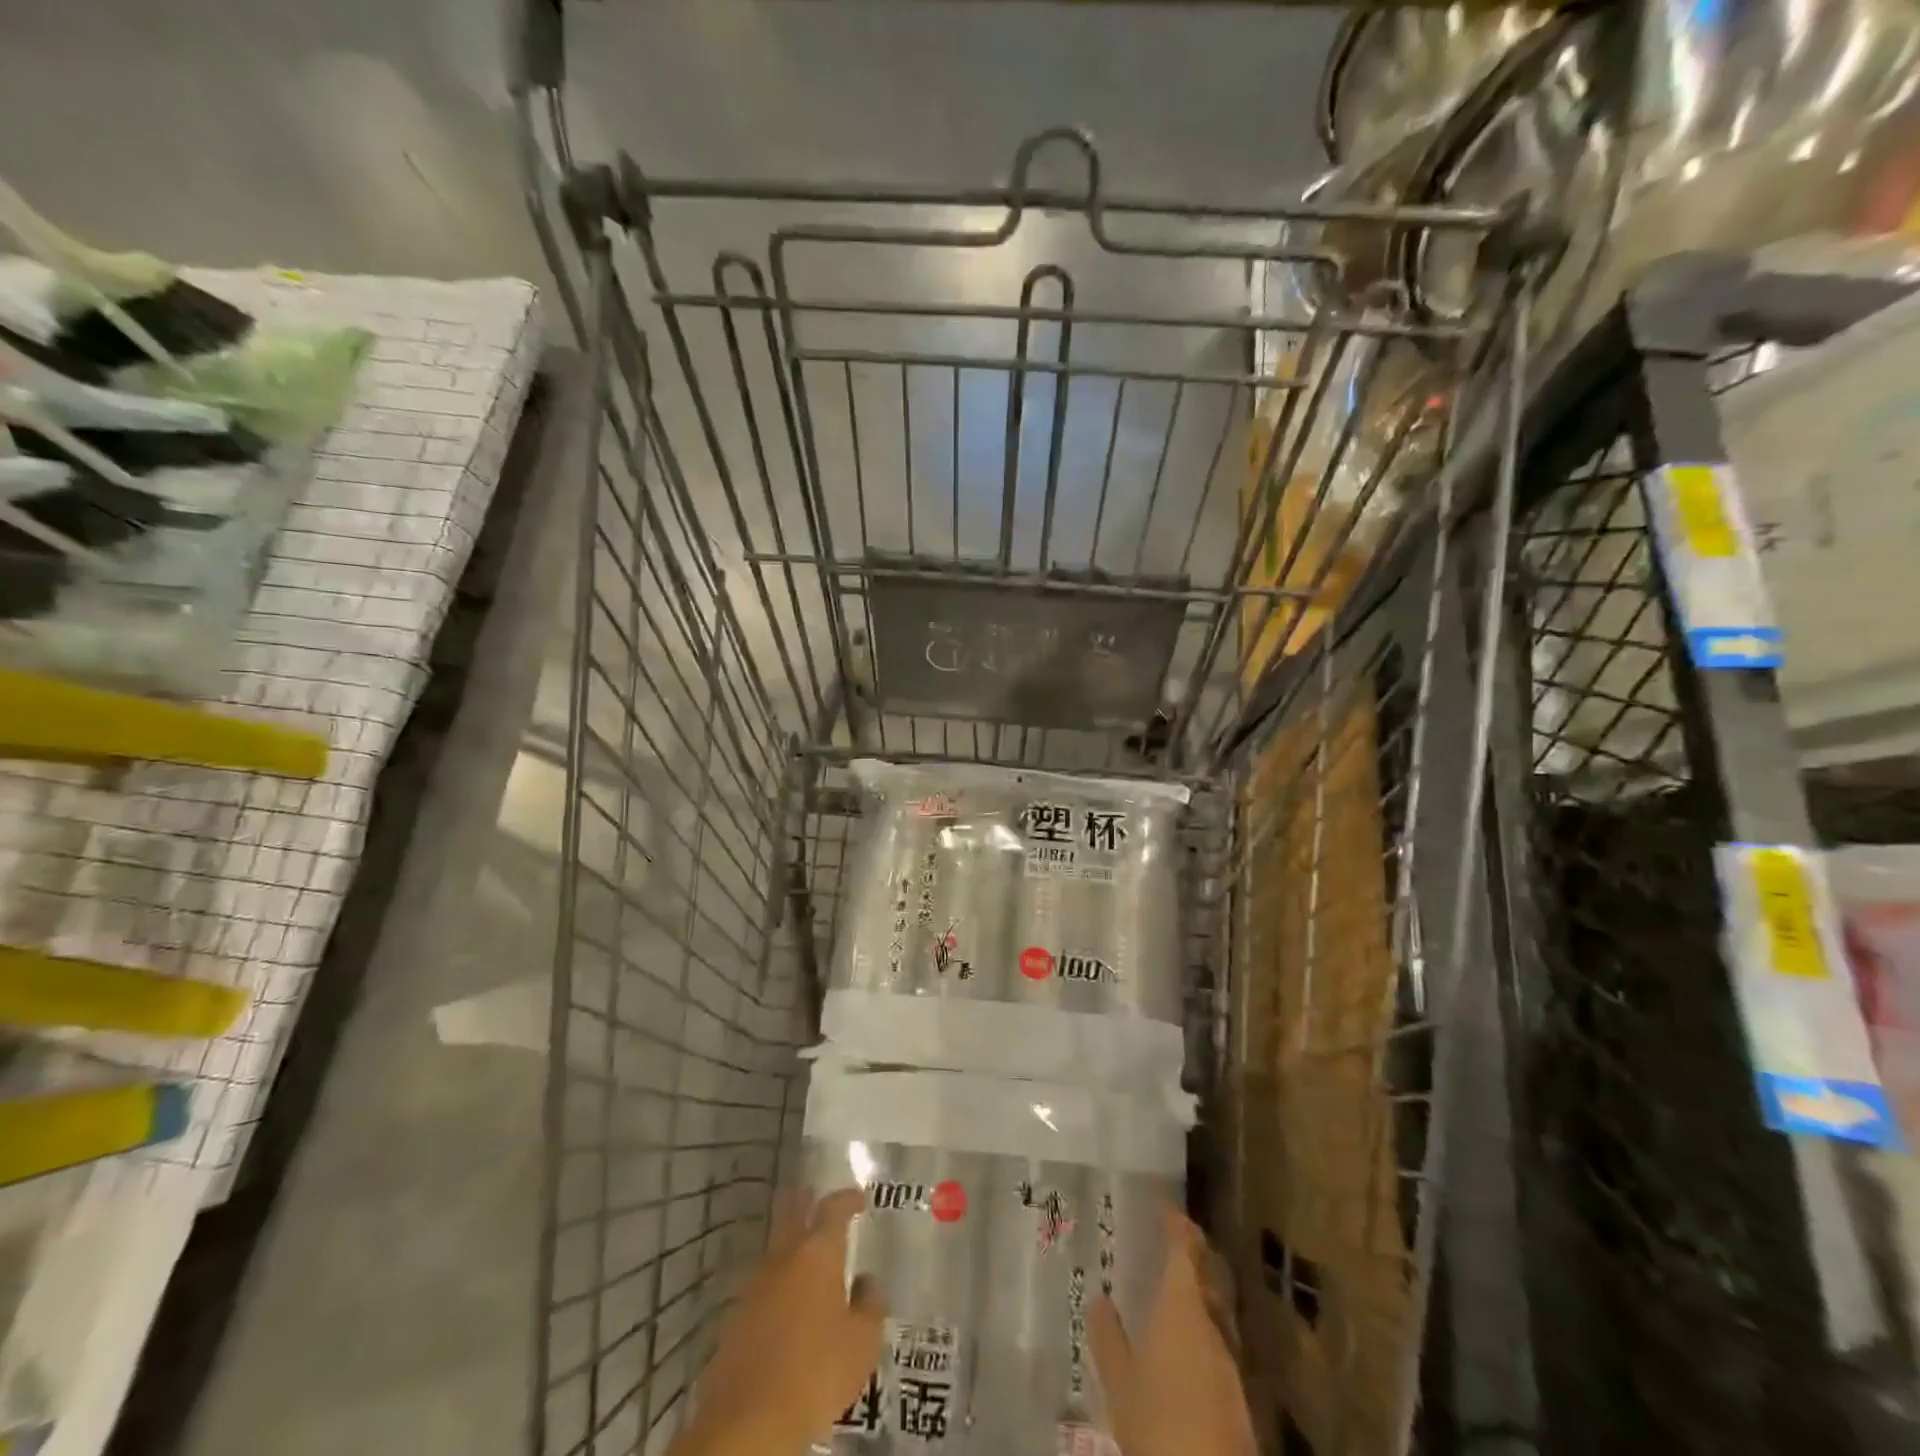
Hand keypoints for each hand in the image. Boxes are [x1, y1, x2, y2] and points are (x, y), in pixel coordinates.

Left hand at [674, 1188, 886, 1455]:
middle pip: (793, 1213)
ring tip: (807, 1253)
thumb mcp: (862, 1343)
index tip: (860, 1198)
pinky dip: (778, 1281)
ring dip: (791, 1244)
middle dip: (806, 1201)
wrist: (748, 1422)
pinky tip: (786, 1300)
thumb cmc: (816, 1372)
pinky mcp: (736, 1316)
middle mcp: (784, 1257)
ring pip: (776, 1249)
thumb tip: (867, 1282)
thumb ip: (870, 1305)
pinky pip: (763, 1284)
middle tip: (816, 1196)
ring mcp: (755, 1285)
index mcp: (818, 1253)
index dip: (848, 1199)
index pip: (834, 1208)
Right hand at [1091, 1208, 1255, 1455]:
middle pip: (1208, 1276)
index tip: (1166, 1208)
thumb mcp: (1120, 1384)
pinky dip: (1204, 1330)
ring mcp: (1231, 1363)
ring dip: (1199, 1293)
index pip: (1185, 1250)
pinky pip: (1219, 1344)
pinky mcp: (1240, 1397)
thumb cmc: (1159, 1426)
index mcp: (1183, 1308)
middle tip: (1171, 1242)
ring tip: (1174, 1291)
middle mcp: (1213, 1325)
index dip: (1177, 1226)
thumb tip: (1099, 1300)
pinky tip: (1187, 1347)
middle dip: (1193, 1256)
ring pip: (1216, 1311)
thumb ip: (1108, 1338)